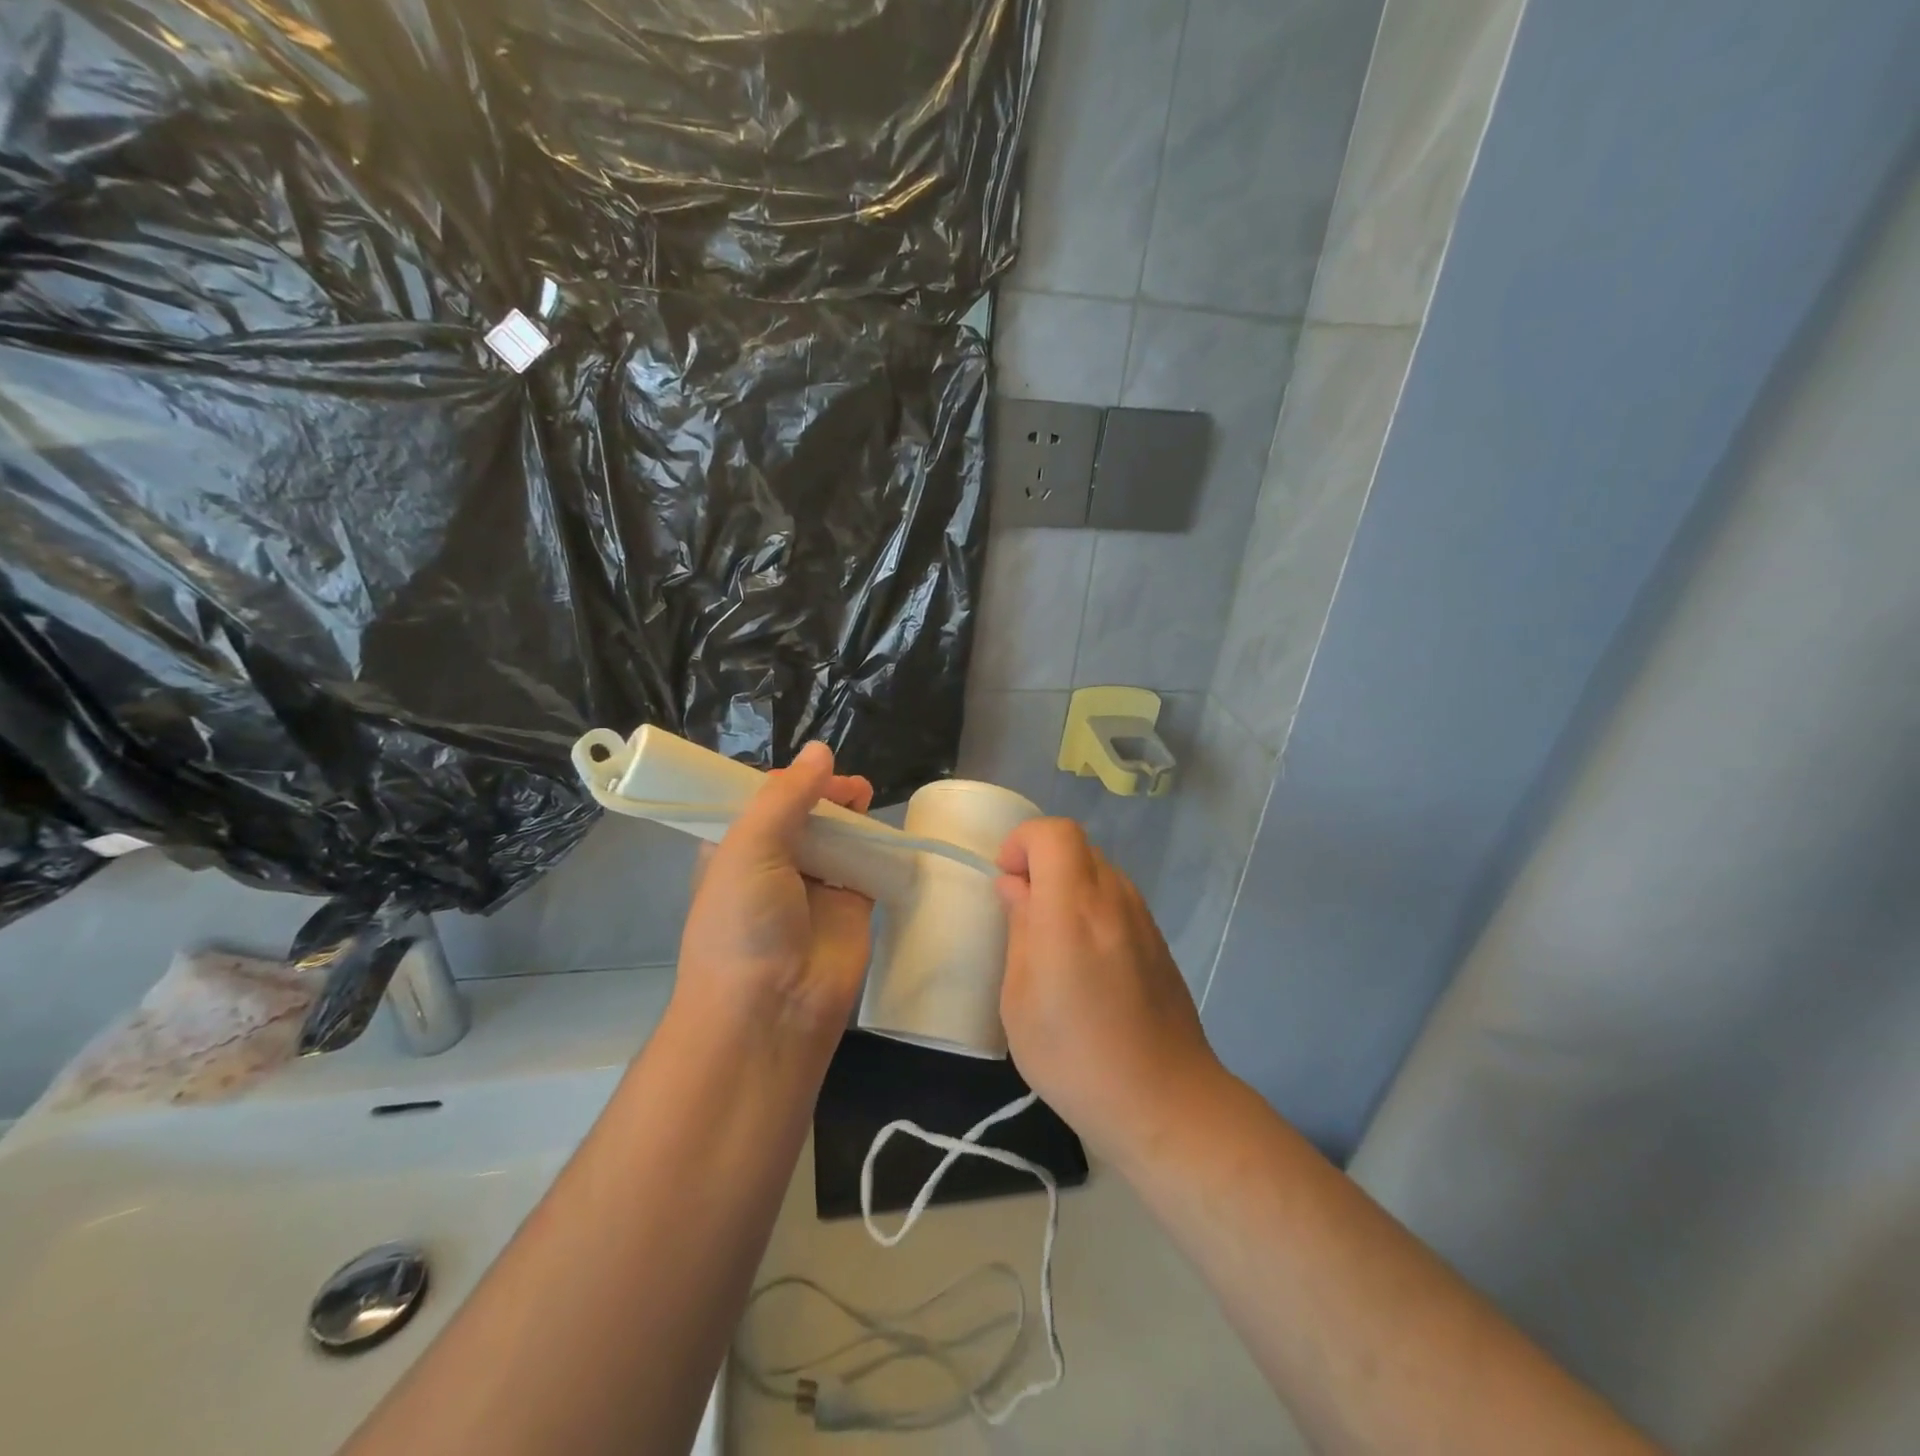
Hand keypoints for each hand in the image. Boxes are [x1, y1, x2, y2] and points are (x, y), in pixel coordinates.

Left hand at [676, 742, 875, 1038]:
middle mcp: (773, 866)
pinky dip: (877, 846)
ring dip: (851, 816)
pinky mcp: (852, 907)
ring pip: (837, 837)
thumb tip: (820, 750)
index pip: (760, 803)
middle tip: (847, 786)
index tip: (811, 768)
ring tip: (865, 797)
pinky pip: (867, 866)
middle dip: (823, 794)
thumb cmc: (743, 924)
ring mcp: (814, 887)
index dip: (786, 782)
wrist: (772, 1010)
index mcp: (735, 851)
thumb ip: (785, 796)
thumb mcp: (748, 848)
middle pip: (803, 815)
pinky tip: (886, 829)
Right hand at [995, 819, 1222, 1161]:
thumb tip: (1015, 887)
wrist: (1163, 1101)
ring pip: (1099, 869)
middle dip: (1041, 860)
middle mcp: (1113, 900)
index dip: (1023, 841)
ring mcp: (1142, 918)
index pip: (1054, 833)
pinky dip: (1092, 905)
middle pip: (1077, 845)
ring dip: (1068, 883)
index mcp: (1072, 909)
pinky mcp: (1158, 940)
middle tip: (1021, 907)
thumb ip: (1019, 930)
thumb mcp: (1020, 1000)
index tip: (1005, 879)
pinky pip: (1118, 899)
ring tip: (1051, 937)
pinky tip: (1085, 959)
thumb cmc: (1074, 1057)